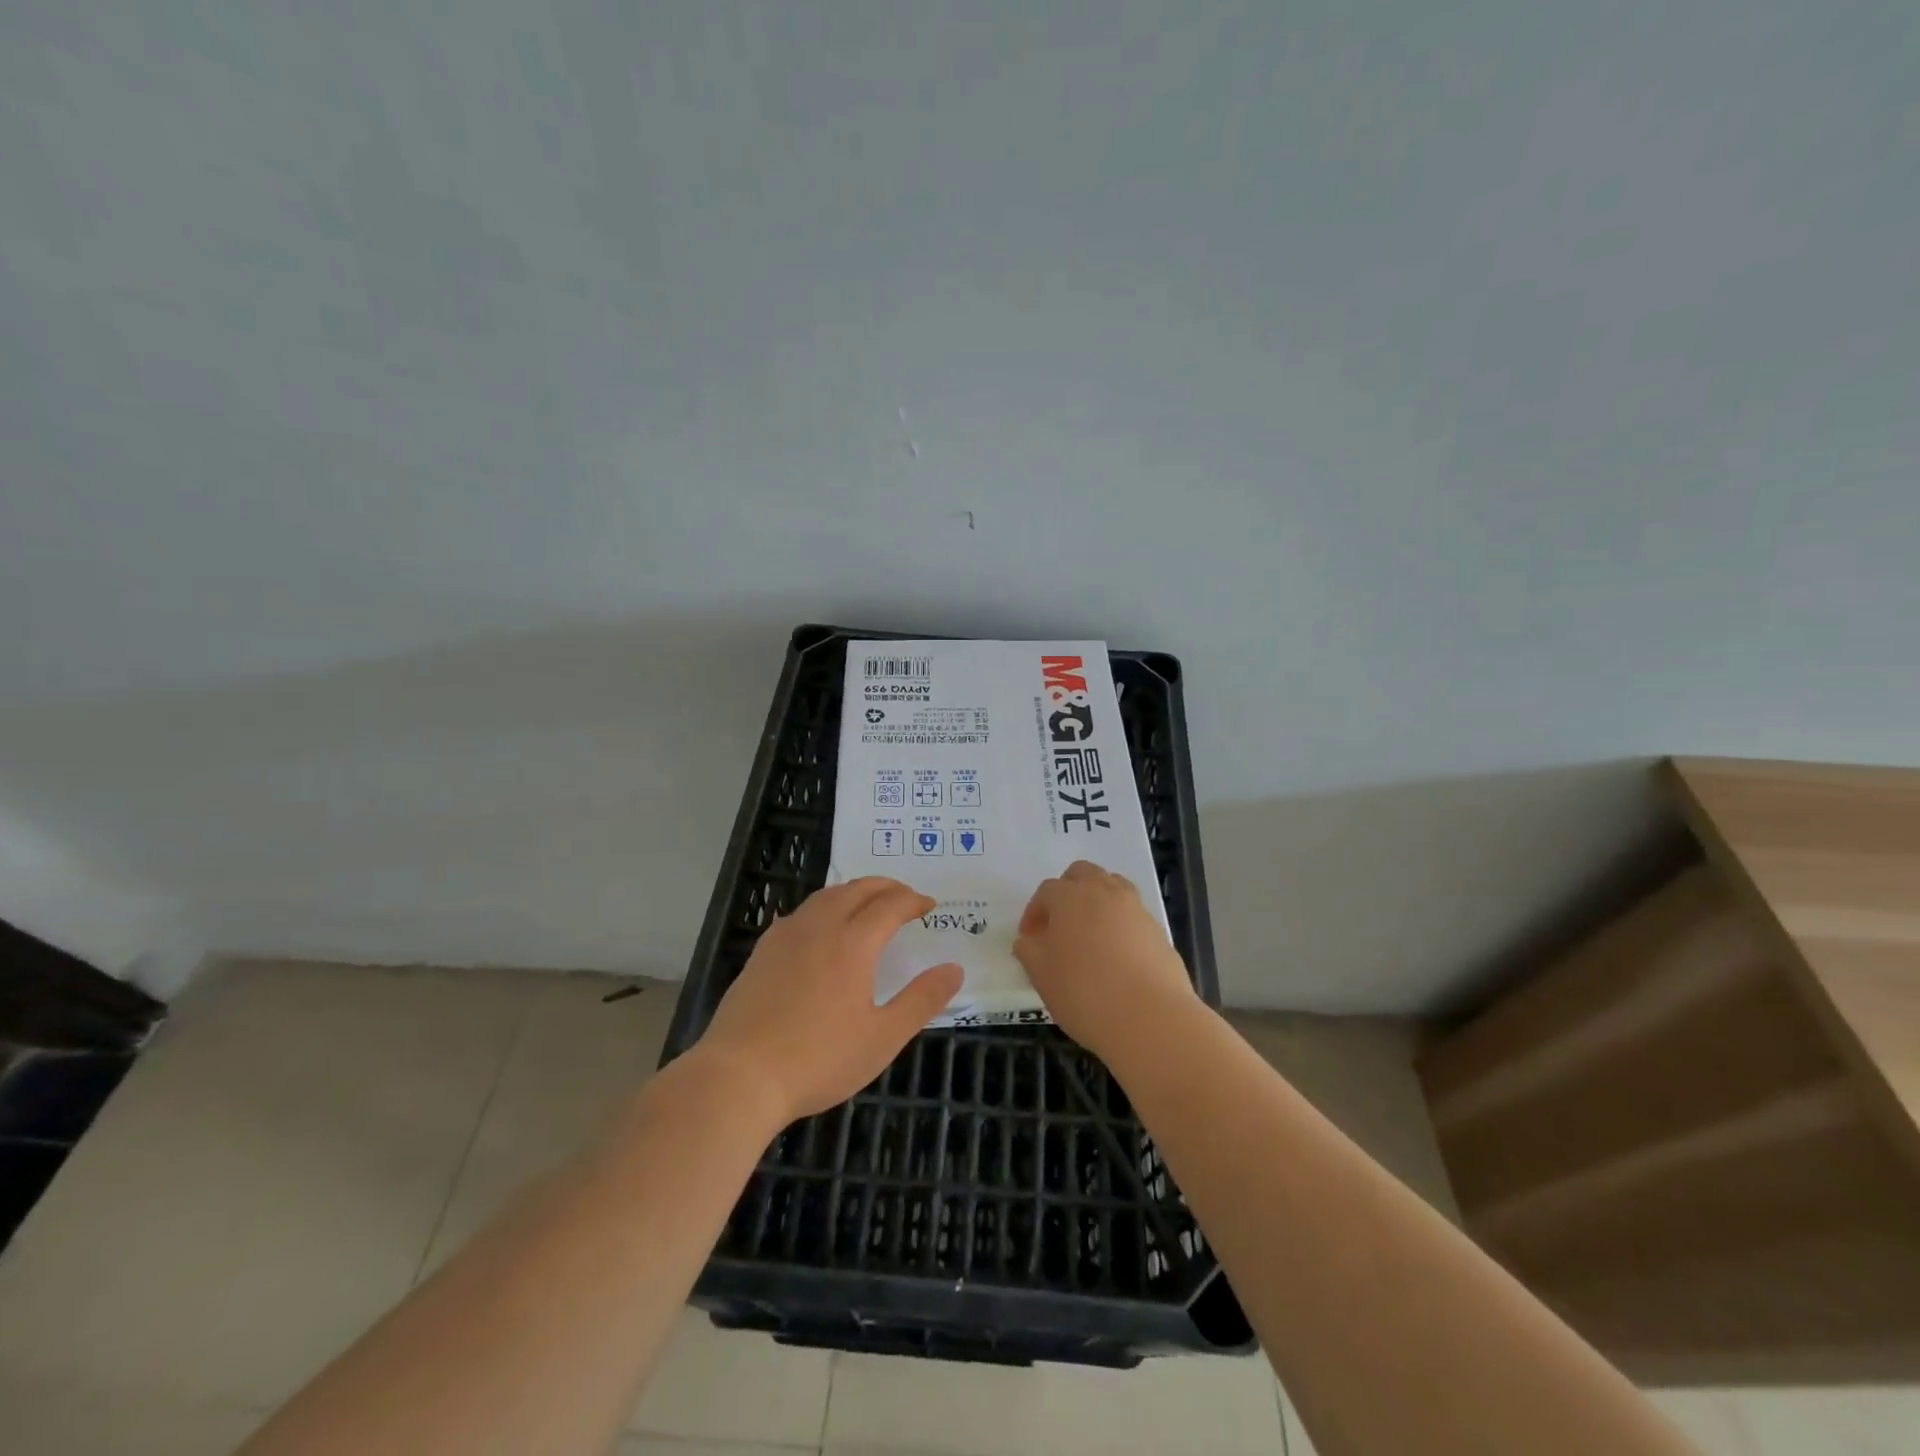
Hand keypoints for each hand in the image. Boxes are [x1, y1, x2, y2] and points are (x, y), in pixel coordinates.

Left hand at [696, 877, 962, 1123]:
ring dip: (853, 892)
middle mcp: (819, 927)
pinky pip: (800, 913)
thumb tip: (954, 969)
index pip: (890, 905)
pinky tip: (820, 928)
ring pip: (825, 896)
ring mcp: (786, 936)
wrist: (739, 1076)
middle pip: (857, 889)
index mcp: (853, 943)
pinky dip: (823, 907)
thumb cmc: (819, 1059)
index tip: (930, 906)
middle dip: (886, 887)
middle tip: (904, 897)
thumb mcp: (882, 1037)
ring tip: (868, 904)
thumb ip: (921, 1000)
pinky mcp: (762, 952)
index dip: (913, 901)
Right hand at [1014, 860, 1196, 1061]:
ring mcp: (1135, 908)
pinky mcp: (1157, 929)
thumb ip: (1028, 950)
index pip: (1046, 891)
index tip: (1030, 940)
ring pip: (1112, 887)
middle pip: (1082, 874)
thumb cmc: (1084, 992)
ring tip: (1089, 935)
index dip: (1034, 913)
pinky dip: (1120, 924)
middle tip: (1059, 925)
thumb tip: (1029, 940)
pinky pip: (1132, 914)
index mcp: (1069, 896)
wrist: (1150, 1018)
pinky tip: (1115, 955)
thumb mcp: (1041, 974)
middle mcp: (1103, 892)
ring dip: (1096, 901)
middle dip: (1067, 892)